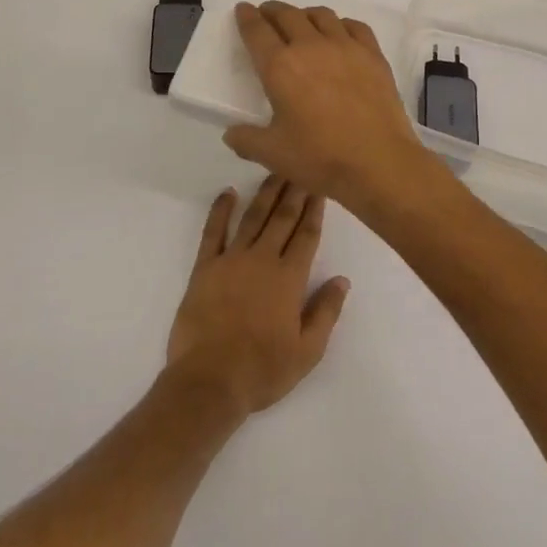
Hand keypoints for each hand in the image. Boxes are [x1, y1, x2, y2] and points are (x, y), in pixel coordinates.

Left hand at [165, 178, 351, 416]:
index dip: (315, 209)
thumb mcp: (307, 351)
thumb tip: (342, 280)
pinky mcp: (204, 268)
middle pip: (282, 218)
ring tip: (275, 170)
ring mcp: (231, 260)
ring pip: (252, 217)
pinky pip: (213, 232)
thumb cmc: (263, 370)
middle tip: (302, 166)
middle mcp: (262, 259)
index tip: (321, 186)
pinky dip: (220, 210)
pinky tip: (227, 193)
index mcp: (289, 278)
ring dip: (265, 193)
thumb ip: (326, 312)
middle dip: (294, 190)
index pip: (306, 235)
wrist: (209, 381)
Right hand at [223, 2, 440, 210]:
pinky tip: (340, 34)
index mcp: (280, 67)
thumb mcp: (272, 154)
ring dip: (305, 14)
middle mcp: (311, 47)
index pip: (257, 31)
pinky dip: (341, 24)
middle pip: (288, 15)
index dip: (247, 18)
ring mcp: (346, 47)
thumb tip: (232, 133)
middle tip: (267, 14)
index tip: (243, 10)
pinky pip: (354, 26)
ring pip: (321, 15)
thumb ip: (246, 140)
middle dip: (273, 11)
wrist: (379, 162)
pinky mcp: (373, 55)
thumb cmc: (320, 157)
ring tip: (301, 22)